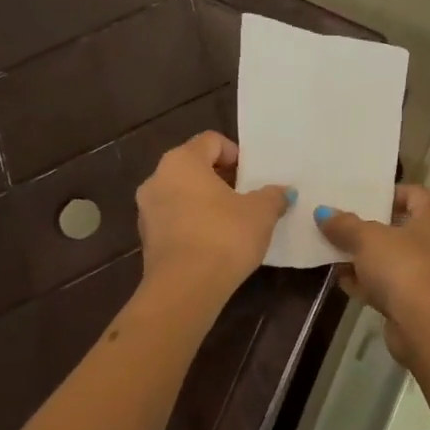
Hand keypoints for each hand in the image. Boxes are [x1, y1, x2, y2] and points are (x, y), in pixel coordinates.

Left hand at [136, 133, 290, 300]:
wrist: (185, 288)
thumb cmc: (224, 236)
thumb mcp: (261, 213)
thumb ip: (273, 196)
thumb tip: (283, 191)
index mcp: (182, 161)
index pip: (210, 141)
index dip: (235, 153)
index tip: (252, 176)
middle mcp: (157, 178)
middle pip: (193, 167)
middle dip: (220, 179)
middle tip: (245, 197)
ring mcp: (146, 210)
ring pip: (181, 194)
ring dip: (205, 203)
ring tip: (232, 223)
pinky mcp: (147, 239)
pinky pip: (174, 220)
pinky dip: (193, 224)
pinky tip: (214, 244)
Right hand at [314, 186, 429, 363]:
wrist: (426, 323)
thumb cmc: (402, 265)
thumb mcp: (367, 238)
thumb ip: (344, 225)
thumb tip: (323, 212)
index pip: (415, 194)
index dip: (389, 193)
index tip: (362, 198)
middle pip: (402, 229)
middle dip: (370, 229)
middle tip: (342, 226)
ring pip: (394, 260)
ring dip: (366, 259)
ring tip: (335, 254)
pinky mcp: (420, 303)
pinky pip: (391, 286)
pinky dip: (370, 283)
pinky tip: (344, 282)